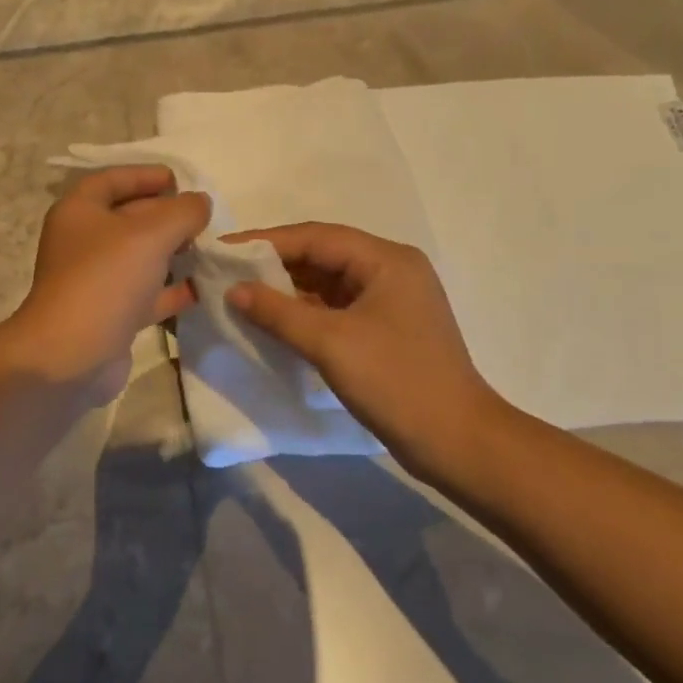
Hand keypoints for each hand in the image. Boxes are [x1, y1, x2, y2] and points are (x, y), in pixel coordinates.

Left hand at [8, 165, 210, 399]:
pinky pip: (146, 293)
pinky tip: (203, 287)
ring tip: (210, 247)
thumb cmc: (106, 280)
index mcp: (80, 212)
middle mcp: (84, 242)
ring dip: (173, 251)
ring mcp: (96, 280)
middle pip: (129, 217)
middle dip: (167, 214)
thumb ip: (183, 211)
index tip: (180, 180)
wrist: (71, 357)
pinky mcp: (110, 314)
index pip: (112, 180)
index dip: (145, 175)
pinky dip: (172, 289)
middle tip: (205, 216)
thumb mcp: (151, 234)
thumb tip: (201, 202)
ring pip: (140, 257)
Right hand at [225, 222, 501, 470]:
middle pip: (323, 255)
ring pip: (329, 283)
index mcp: (387, 260)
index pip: (316, 237)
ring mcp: (392, 300)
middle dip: (275, 264)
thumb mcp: (331, 344)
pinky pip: (338, 307)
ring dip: (289, 289)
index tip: (224, 249)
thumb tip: (234, 290)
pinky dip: (306, 311)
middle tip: (228, 272)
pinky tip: (275, 320)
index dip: (266, 241)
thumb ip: (278, 312)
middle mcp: (391, 269)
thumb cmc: (397, 383)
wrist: (459, 444)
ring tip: (243, 295)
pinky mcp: (388, 328)